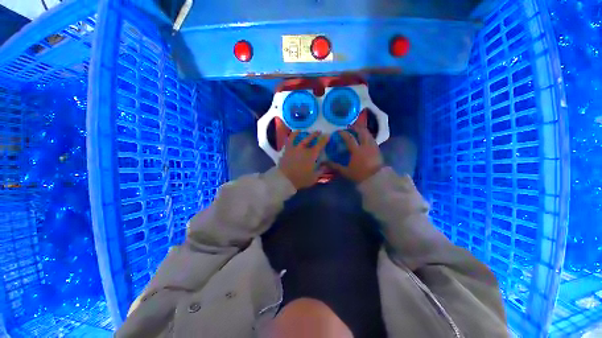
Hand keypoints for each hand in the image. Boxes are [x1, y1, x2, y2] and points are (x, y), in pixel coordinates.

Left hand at [279, 131, 328, 189]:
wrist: (285, 179)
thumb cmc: (301, 179)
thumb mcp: (314, 177)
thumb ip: (320, 170)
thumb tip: (325, 165)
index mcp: (311, 155)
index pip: (320, 144)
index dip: (324, 139)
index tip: (327, 135)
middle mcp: (303, 149)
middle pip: (310, 139)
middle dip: (315, 134)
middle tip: (319, 132)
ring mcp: (294, 148)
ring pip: (298, 138)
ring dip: (302, 133)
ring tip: (302, 130)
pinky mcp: (286, 150)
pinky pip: (289, 140)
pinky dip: (292, 136)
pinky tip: (293, 134)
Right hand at [328, 127, 383, 182]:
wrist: (376, 179)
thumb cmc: (359, 175)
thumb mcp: (345, 171)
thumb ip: (334, 166)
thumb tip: (324, 162)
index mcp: (356, 150)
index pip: (349, 138)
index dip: (343, 133)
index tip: (338, 131)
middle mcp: (365, 146)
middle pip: (361, 132)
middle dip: (355, 127)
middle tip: (350, 127)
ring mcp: (373, 147)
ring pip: (368, 134)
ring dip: (363, 130)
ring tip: (358, 130)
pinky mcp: (378, 149)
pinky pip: (372, 138)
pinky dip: (368, 135)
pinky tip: (365, 138)